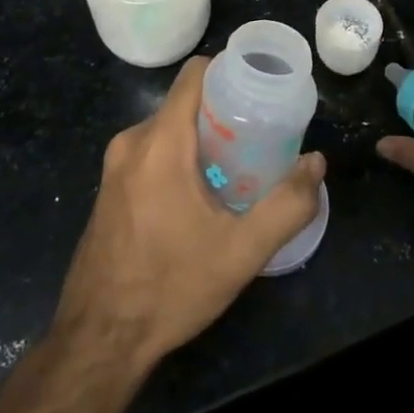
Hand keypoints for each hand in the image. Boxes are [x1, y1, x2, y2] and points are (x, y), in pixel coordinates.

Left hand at [52, 55, 325, 371]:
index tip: (260, 90)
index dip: (229, 71)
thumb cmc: (170, 287)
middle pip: (185, 103)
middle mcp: (132, 142)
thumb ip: (287, 205)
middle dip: (223, 112)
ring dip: (201, 139)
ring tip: (237, 166)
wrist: (98, 341)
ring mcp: (114, 166)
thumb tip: (315, 164)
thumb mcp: (241, 252)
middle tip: (259, 137)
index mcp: (161, 141)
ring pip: (168, 129)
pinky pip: (150, 153)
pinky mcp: (108, 189)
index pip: (195, 74)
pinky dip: (178, 158)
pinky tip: (200, 196)